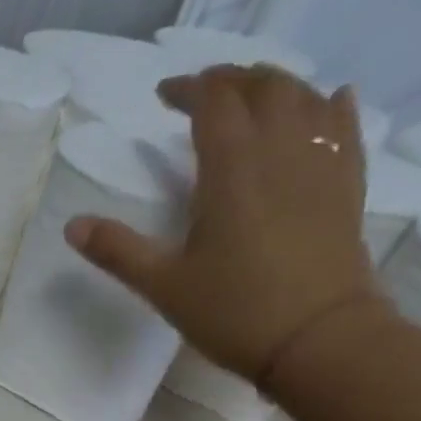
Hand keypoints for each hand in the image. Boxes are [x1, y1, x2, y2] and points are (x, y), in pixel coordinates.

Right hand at [64, 63, 382, 385]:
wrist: (320, 341)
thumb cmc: (235, 311)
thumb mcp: (163, 285)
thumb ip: (117, 250)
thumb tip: (72, 226)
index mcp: (232, 169)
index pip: (214, 103)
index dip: (188, 89)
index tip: (164, 96)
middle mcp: (282, 151)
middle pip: (263, 88)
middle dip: (231, 80)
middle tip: (203, 91)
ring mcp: (323, 164)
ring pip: (306, 98)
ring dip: (276, 86)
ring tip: (252, 95)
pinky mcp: (348, 186)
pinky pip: (346, 126)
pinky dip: (332, 105)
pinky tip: (327, 101)